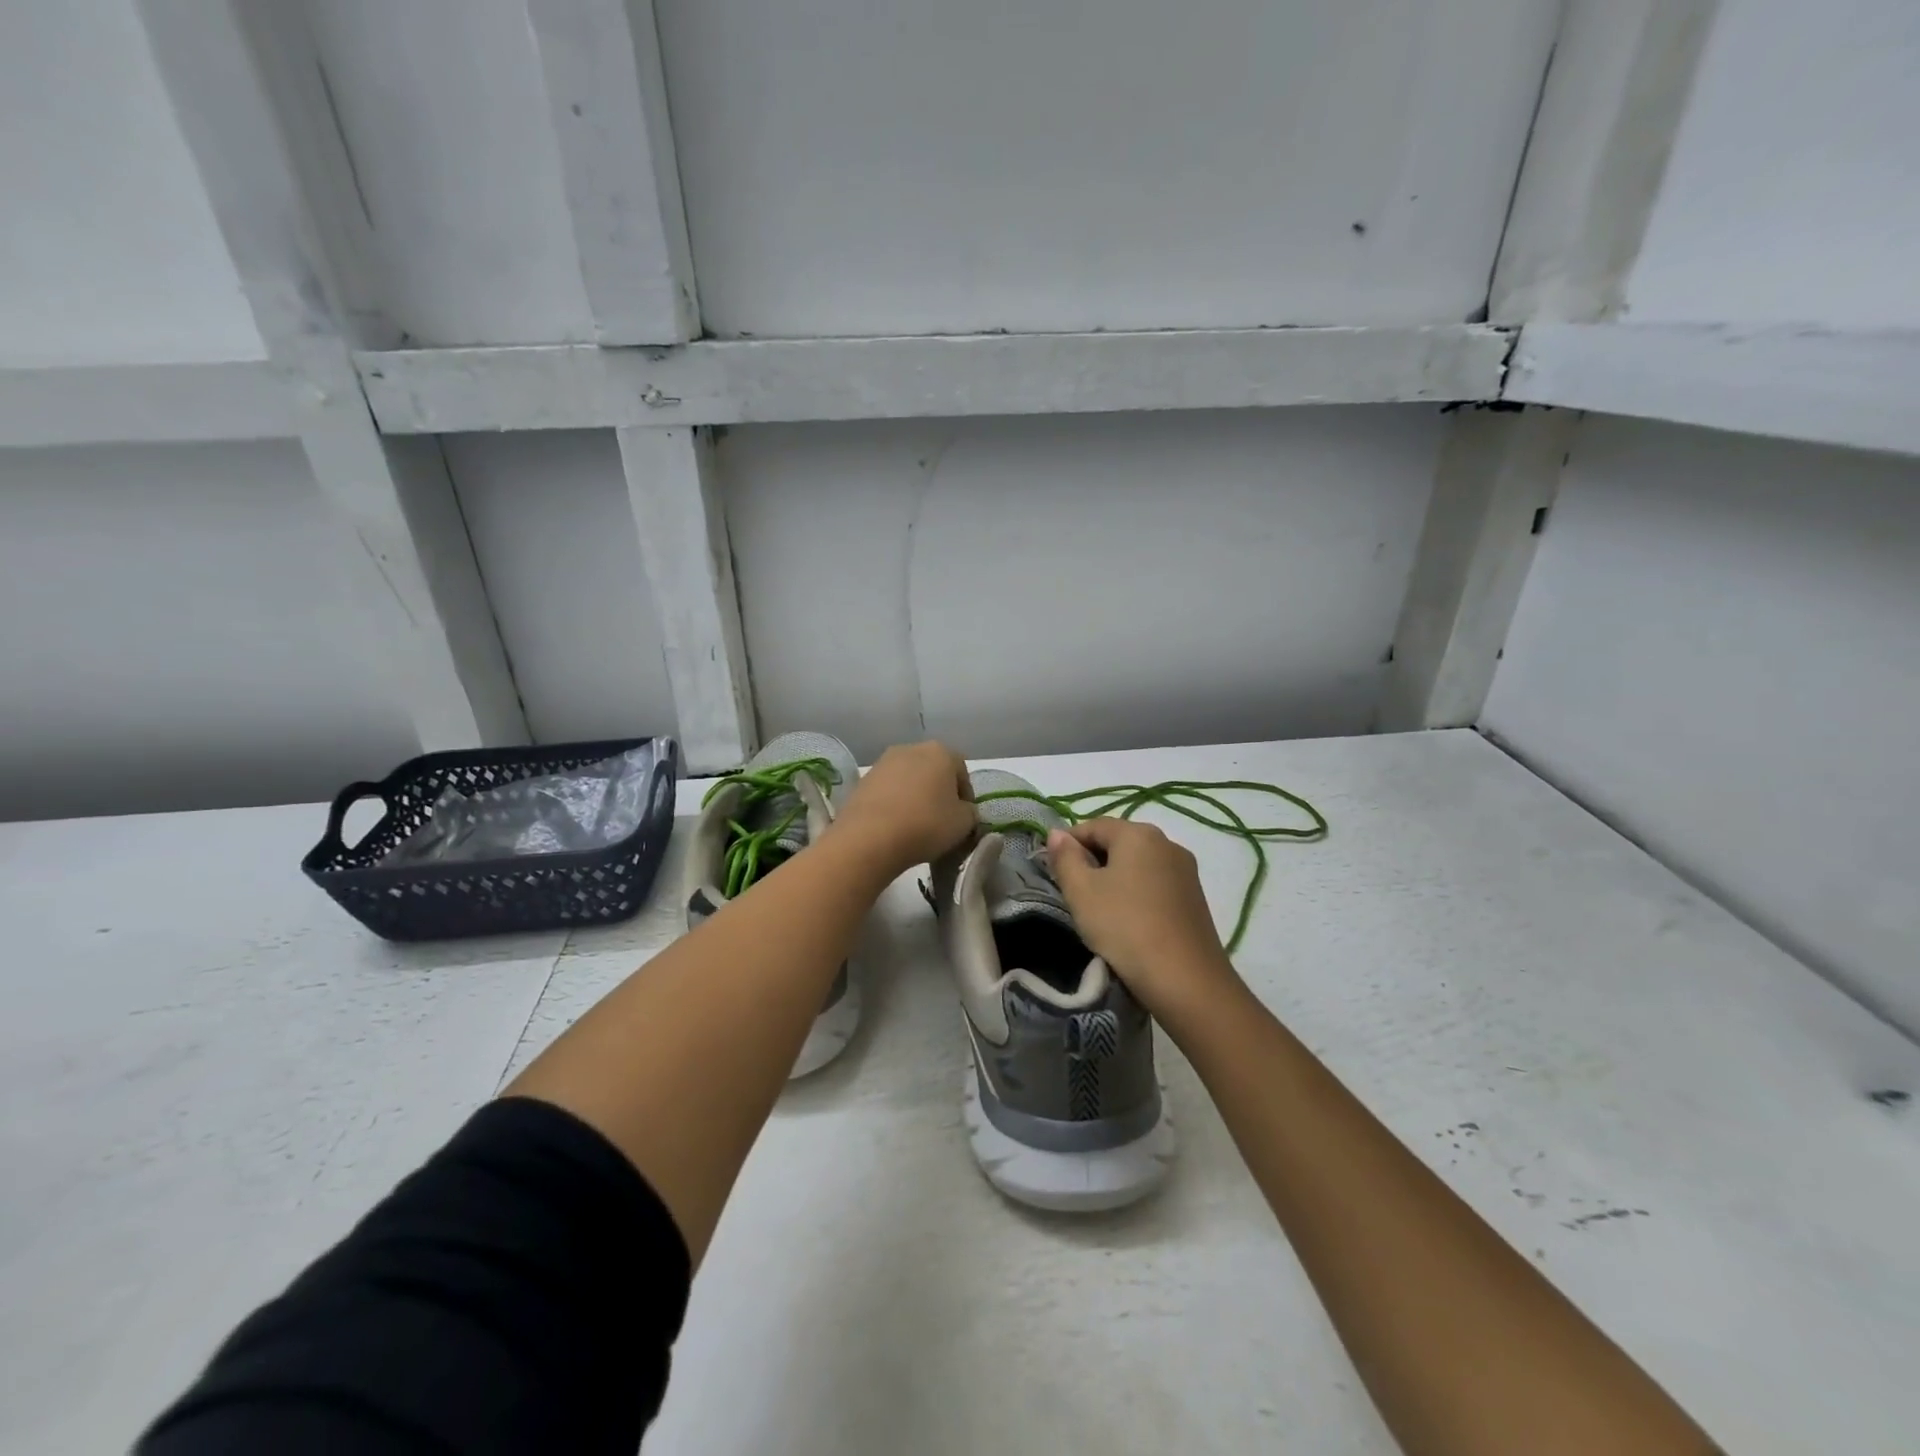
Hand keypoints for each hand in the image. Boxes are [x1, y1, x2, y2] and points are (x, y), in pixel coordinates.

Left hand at [829, 742, 976, 875]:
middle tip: (942, 820)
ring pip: (908, 779)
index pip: (962, 770)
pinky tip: (895, 825)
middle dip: (939, 792)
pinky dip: (894, 803)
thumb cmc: (926, 824)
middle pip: (933, 770)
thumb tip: (963, 811)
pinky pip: (888, 791)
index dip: (966, 796)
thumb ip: (970, 812)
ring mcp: (883, 762)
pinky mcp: (862, 780)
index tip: (964, 818)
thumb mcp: (964, 823)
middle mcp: (911, 748)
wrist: (869, 838)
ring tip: (916, 825)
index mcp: (941, 752)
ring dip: (915, 797)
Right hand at [1046, 819, 1242, 1018]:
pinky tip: (1128, 920)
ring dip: (1115, 878)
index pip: (1093, 825)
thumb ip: (1065, 857)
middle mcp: (1167, 842)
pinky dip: (1137, 893)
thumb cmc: (1124, 927)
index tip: (1054, 871)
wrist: (1185, 979)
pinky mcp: (1195, 897)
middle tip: (1074, 893)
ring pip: (1138, 864)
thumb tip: (1057, 833)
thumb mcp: (1081, 891)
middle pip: (1118, 842)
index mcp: (1138, 833)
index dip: (1068, 844)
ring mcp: (1186, 870)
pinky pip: (1156, 883)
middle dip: (1092, 861)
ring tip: (1099, 910)